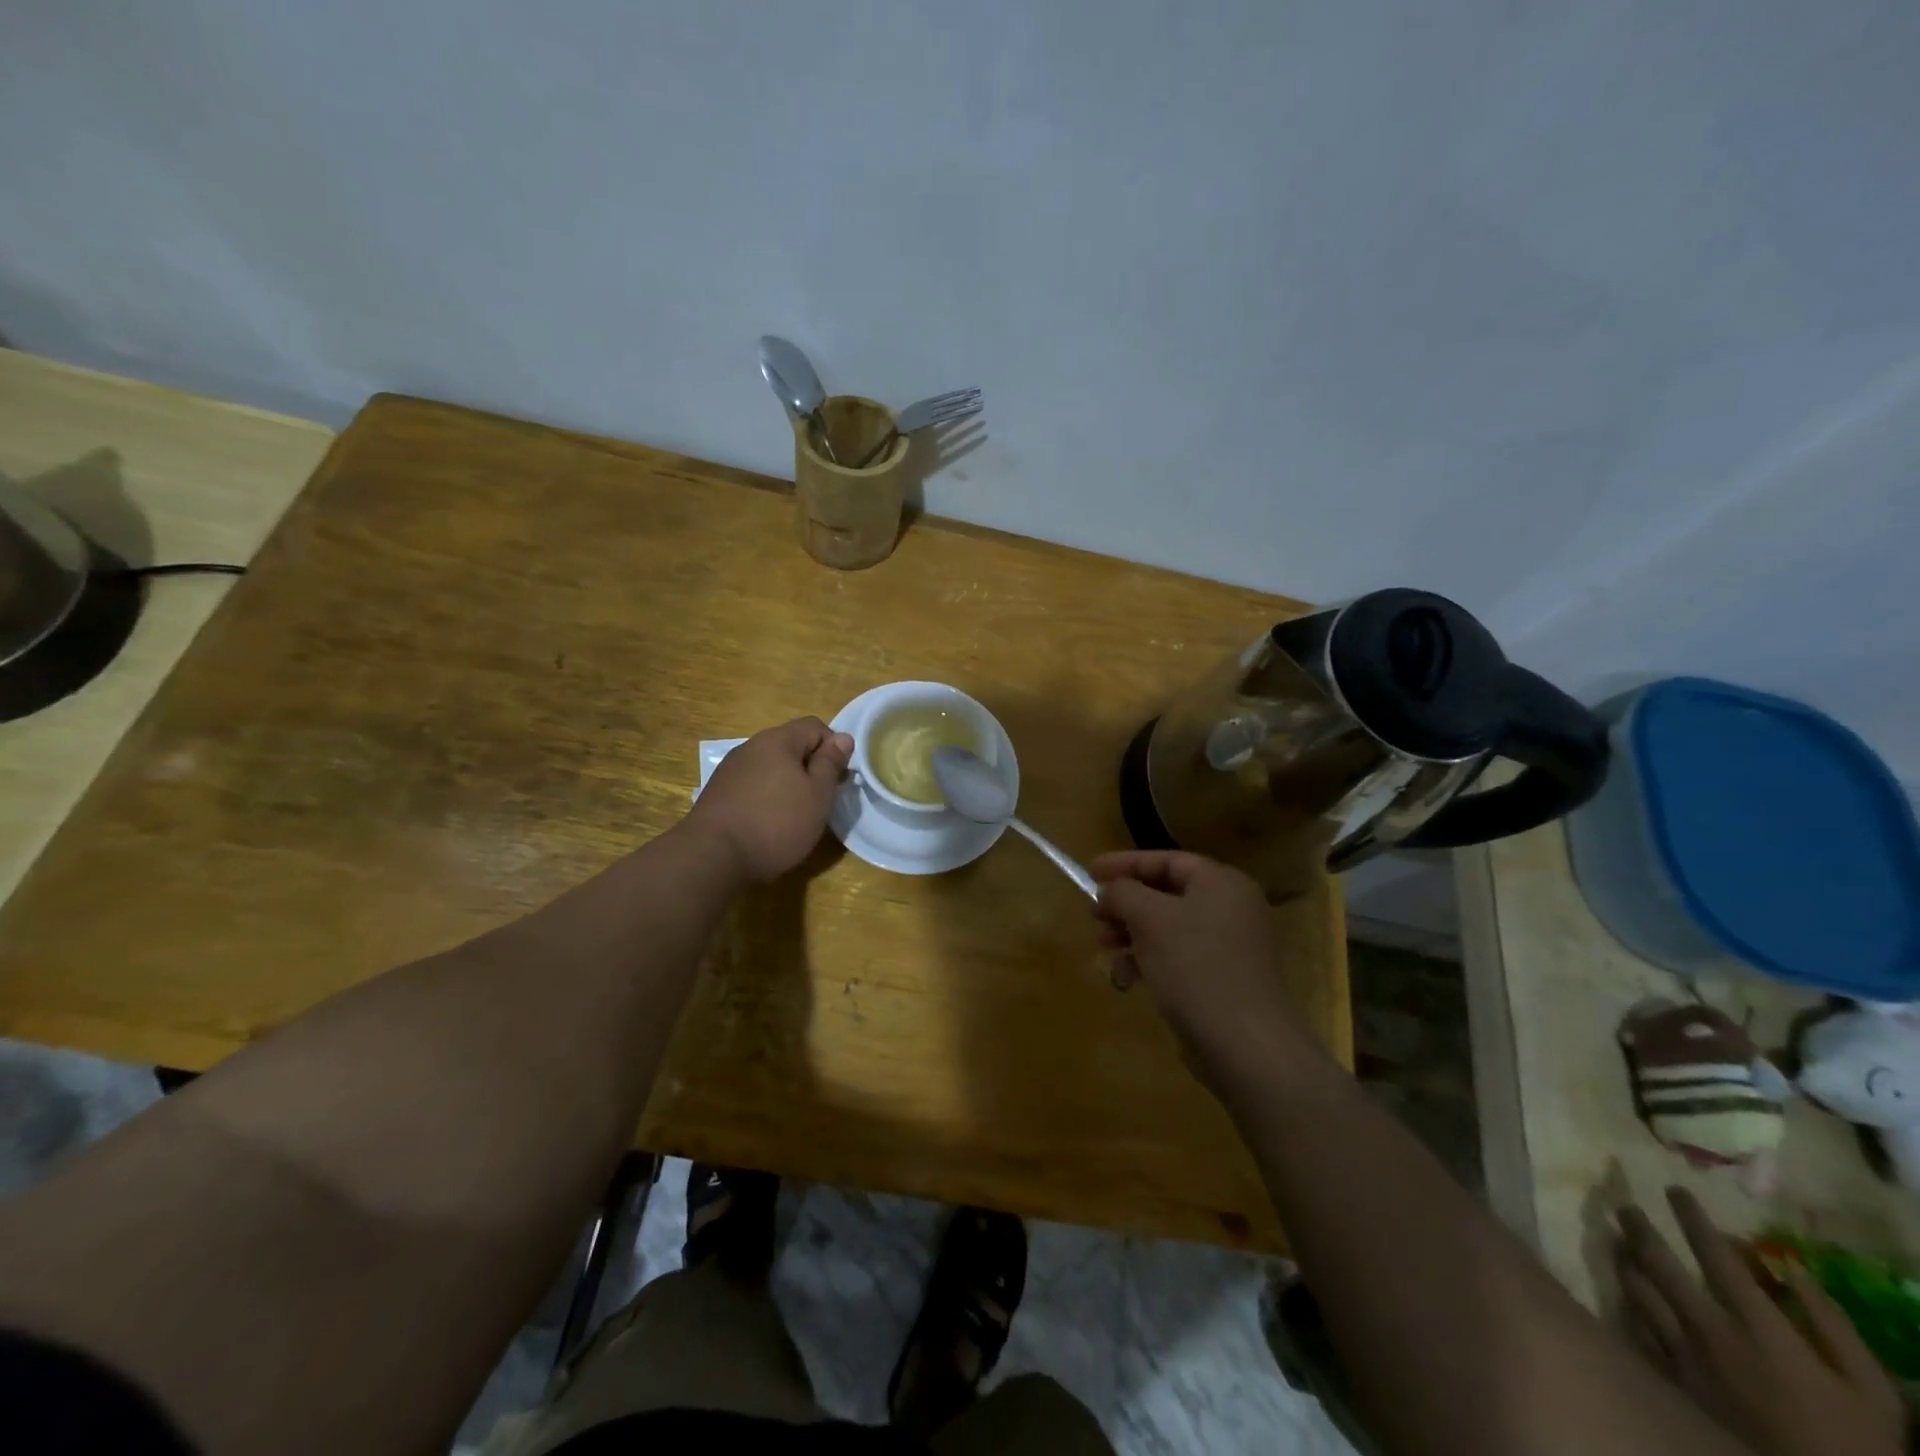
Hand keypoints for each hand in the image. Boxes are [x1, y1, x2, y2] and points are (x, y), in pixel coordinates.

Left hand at [688, 718, 852, 882]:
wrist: (713, 857)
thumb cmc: (776, 823)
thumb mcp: (818, 795)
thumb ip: (831, 763)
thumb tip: (842, 738)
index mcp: (777, 740)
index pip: (815, 726)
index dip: (834, 748)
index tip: (839, 778)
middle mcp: (751, 746)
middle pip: (790, 745)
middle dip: (810, 767)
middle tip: (821, 800)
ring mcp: (730, 769)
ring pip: (770, 766)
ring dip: (787, 783)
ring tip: (795, 814)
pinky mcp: (718, 793)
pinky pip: (752, 785)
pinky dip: (766, 797)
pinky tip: (767, 823)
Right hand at [1090, 850, 1312, 1076]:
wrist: (1245, 1044)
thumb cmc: (1195, 966)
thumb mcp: (1149, 918)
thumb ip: (1123, 892)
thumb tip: (1109, 890)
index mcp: (1221, 883)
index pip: (1167, 860)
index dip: (1125, 863)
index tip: (1090, 872)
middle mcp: (1230, 908)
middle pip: (1166, 893)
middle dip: (1125, 904)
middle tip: (1094, 916)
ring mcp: (1229, 946)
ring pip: (1168, 928)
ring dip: (1131, 934)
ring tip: (1104, 948)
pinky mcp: (1222, 980)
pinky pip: (1178, 957)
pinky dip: (1149, 960)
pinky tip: (1127, 978)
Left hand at [1617, 1187, 1905, 1455]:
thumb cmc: (1860, 1448)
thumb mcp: (1872, 1390)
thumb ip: (1834, 1326)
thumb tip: (1794, 1270)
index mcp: (1760, 1329)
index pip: (1715, 1255)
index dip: (1691, 1217)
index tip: (1674, 1190)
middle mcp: (1710, 1331)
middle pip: (1657, 1262)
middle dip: (1637, 1226)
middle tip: (1625, 1206)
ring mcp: (1682, 1355)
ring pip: (1636, 1289)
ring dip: (1623, 1258)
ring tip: (1616, 1239)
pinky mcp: (1670, 1380)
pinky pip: (1635, 1329)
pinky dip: (1627, 1303)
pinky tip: (1624, 1291)